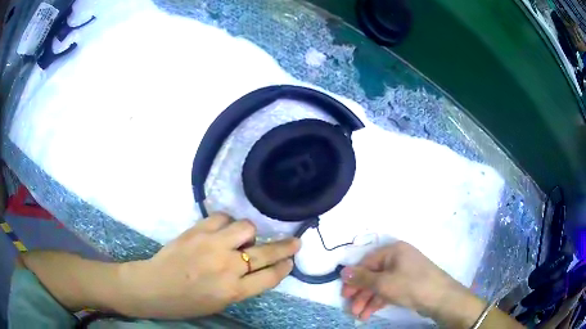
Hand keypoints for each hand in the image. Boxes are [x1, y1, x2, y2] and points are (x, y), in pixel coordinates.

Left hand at [116, 213, 299, 318]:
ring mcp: (211, 245)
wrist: (154, 287)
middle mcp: (227, 267)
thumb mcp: (220, 303)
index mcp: (233, 291)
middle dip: (285, 247)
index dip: (284, 268)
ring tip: (241, 239)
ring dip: (248, 233)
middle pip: (265, 253)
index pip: (269, 277)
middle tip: (295, 242)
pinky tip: (222, 230)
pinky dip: (227, 223)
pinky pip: (222, 218)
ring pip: (245, 227)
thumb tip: (255, 267)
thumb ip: (241, 287)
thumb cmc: (187, 302)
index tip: (290, 261)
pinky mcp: (197, 230)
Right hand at [340, 241, 484, 324]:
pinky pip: (389, 290)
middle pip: (373, 275)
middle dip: (360, 293)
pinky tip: (369, 313)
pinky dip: (378, 301)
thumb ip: (362, 278)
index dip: (354, 278)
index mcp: (393, 250)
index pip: (367, 262)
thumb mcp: (384, 282)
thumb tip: (343, 271)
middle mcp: (398, 258)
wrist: (441, 298)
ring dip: (368, 300)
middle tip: (351, 308)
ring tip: (359, 315)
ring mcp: (404, 272)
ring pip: (380, 285)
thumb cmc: (411, 285)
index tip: (344, 294)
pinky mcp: (408, 284)